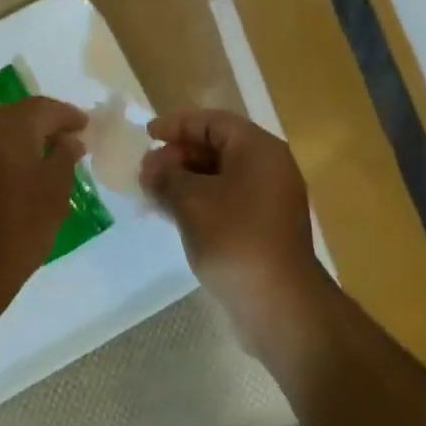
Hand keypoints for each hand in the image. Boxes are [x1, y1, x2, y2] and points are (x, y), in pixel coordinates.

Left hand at [0, 96, 86, 325]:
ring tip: (34, 162)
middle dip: (40, 128)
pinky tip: (4, 176)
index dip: (68, 117)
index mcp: (8, 123)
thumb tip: (68, 140)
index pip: (45, 108)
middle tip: (62, 144)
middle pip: (15, 116)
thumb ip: (65, 157)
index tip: (85, 127)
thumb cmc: (16, 231)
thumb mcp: (54, 193)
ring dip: (13, 142)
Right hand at [140, 108, 327, 355]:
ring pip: (219, 177)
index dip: (177, 125)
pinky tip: (170, 215)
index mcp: (258, 149)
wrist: (279, 304)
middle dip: (177, 156)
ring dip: (184, 181)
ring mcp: (269, 200)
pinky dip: (198, 202)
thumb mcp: (191, 200)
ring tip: (151, 193)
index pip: (212, 121)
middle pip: (216, 147)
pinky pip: (226, 201)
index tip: (147, 135)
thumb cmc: (234, 238)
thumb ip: (166, 176)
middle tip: (146, 170)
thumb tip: (151, 167)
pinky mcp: (263, 228)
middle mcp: (268, 167)